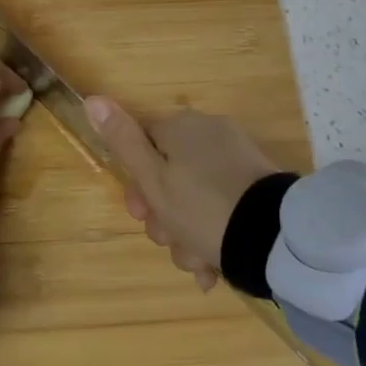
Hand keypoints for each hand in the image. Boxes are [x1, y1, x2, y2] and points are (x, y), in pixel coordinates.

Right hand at [83, 98, 279, 291]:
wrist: (273, 237)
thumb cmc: (201, 208)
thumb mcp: (153, 179)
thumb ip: (123, 141)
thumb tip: (92, 99)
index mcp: (180, 127)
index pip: (143, 147)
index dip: (137, 184)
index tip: (140, 214)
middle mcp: (208, 133)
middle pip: (169, 175)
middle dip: (164, 216)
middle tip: (169, 241)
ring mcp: (235, 158)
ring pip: (195, 197)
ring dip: (188, 234)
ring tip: (199, 263)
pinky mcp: (257, 184)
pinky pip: (222, 206)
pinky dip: (214, 233)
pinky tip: (214, 266)